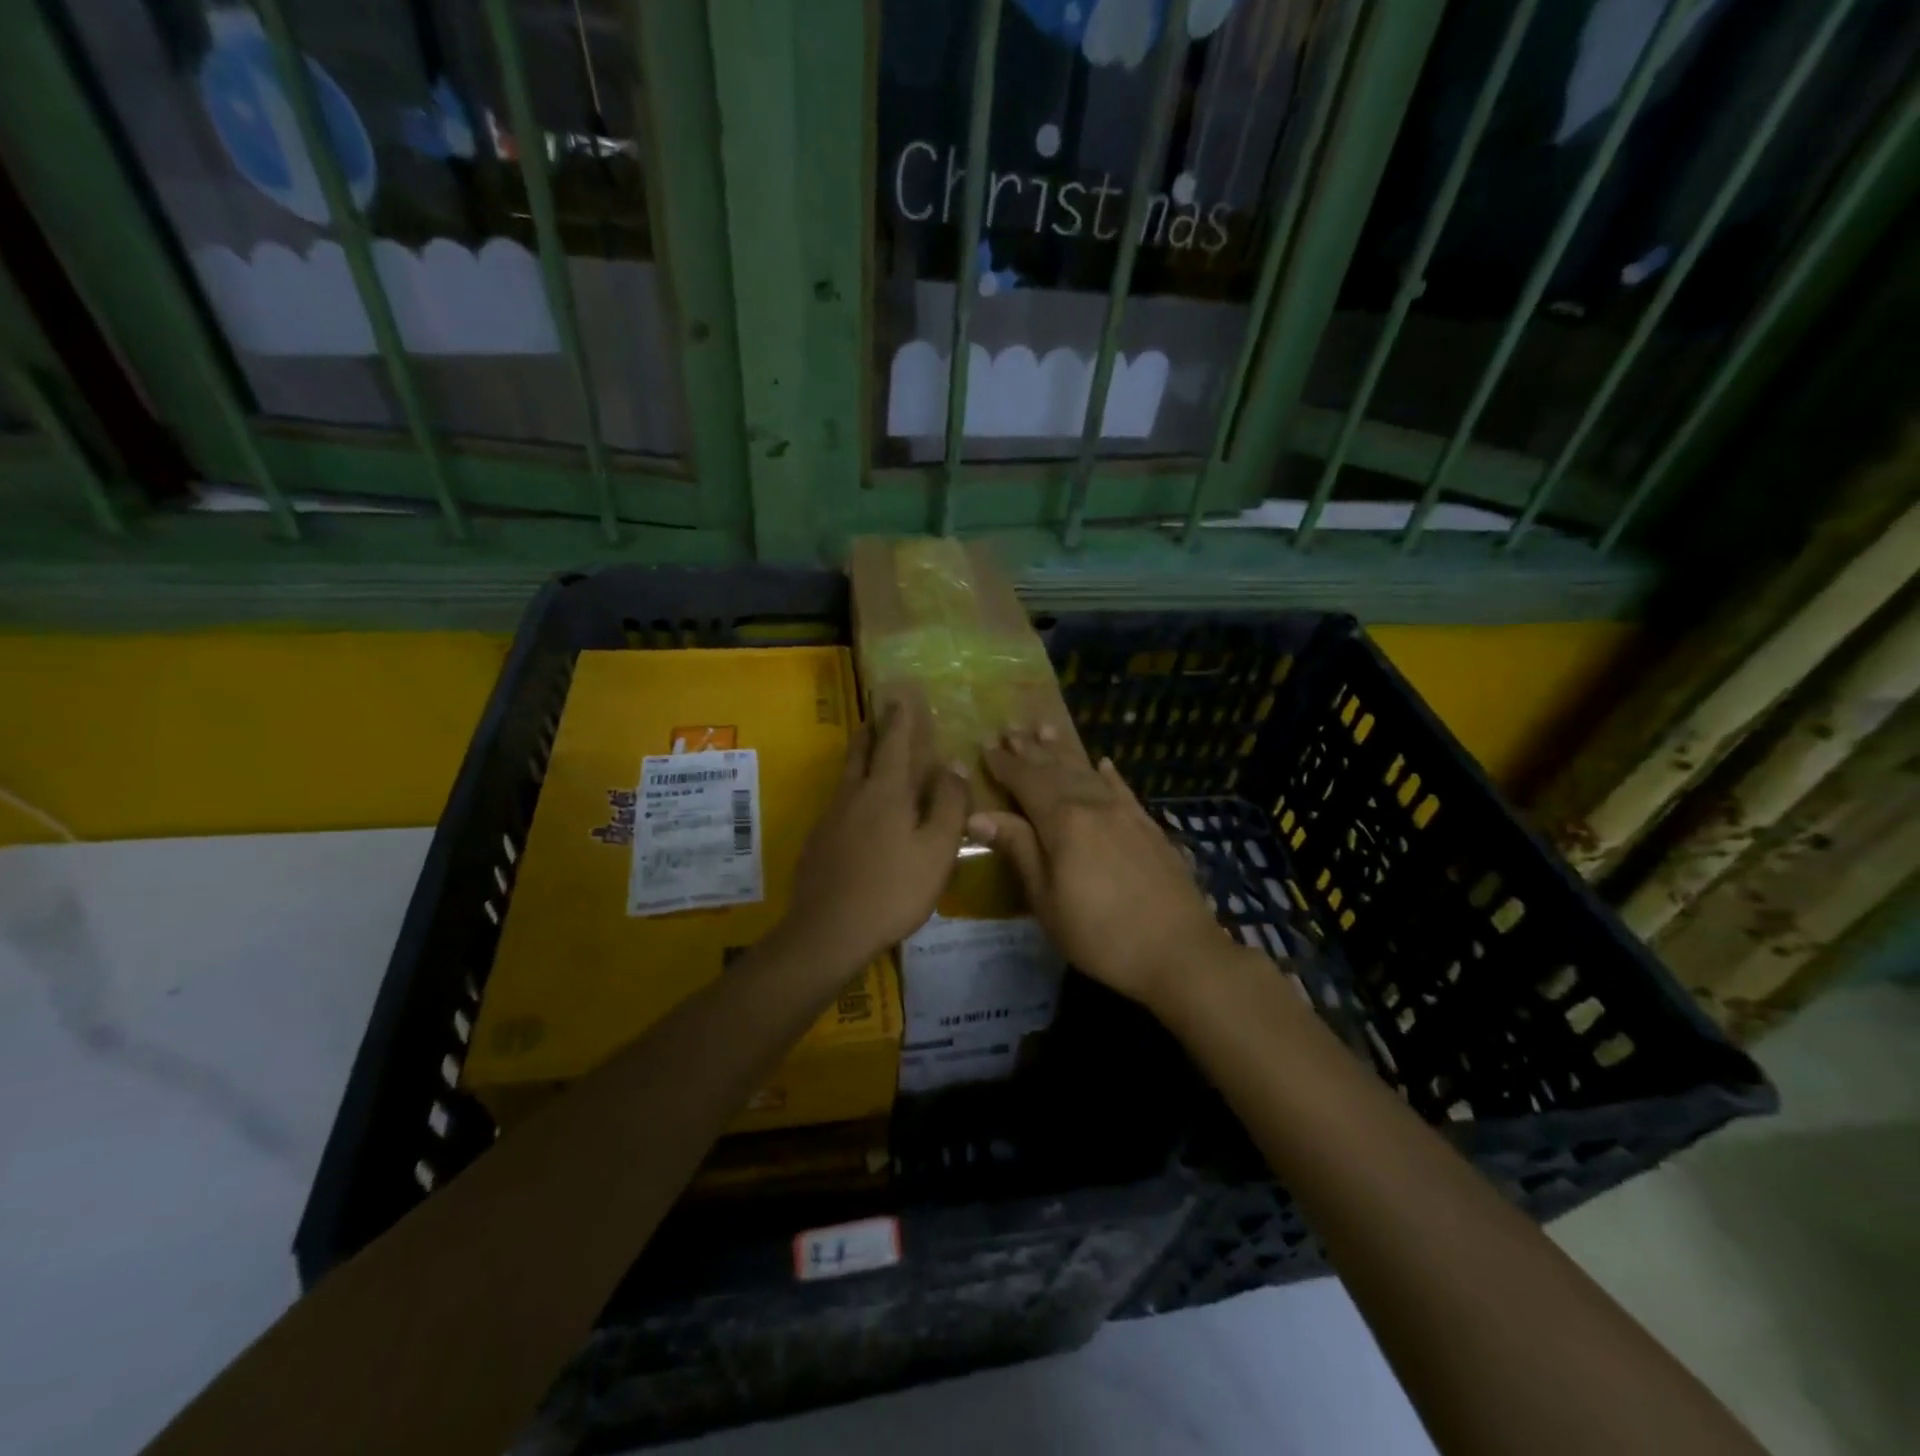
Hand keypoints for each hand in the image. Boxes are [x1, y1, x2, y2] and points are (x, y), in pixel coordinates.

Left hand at [781, 697, 969, 972]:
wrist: (829, 931)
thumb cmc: (893, 888)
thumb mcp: (937, 849)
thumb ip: (948, 804)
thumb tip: (954, 764)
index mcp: (886, 791)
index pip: (895, 742)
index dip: (901, 718)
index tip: (902, 695)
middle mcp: (854, 795)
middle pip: (861, 752)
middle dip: (872, 730)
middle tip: (878, 714)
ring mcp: (831, 817)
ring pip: (847, 776)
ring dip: (859, 756)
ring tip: (868, 750)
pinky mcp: (818, 841)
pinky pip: (839, 801)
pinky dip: (852, 789)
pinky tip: (858, 808)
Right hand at [968, 727, 1228, 1009]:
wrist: (1179, 951)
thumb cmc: (1100, 933)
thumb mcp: (1047, 899)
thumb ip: (1019, 850)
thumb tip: (979, 815)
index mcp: (1063, 821)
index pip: (1026, 782)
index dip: (1004, 765)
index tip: (986, 747)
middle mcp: (1094, 805)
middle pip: (1056, 770)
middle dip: (1030, 750)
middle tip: (1010, 728)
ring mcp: (1126, 813)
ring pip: (1087, 772)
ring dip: (1063, 751)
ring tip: (1045, 729)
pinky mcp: (1149, 827)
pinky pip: (1123, 789)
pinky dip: (1108, 774)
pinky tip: (1102, 763)